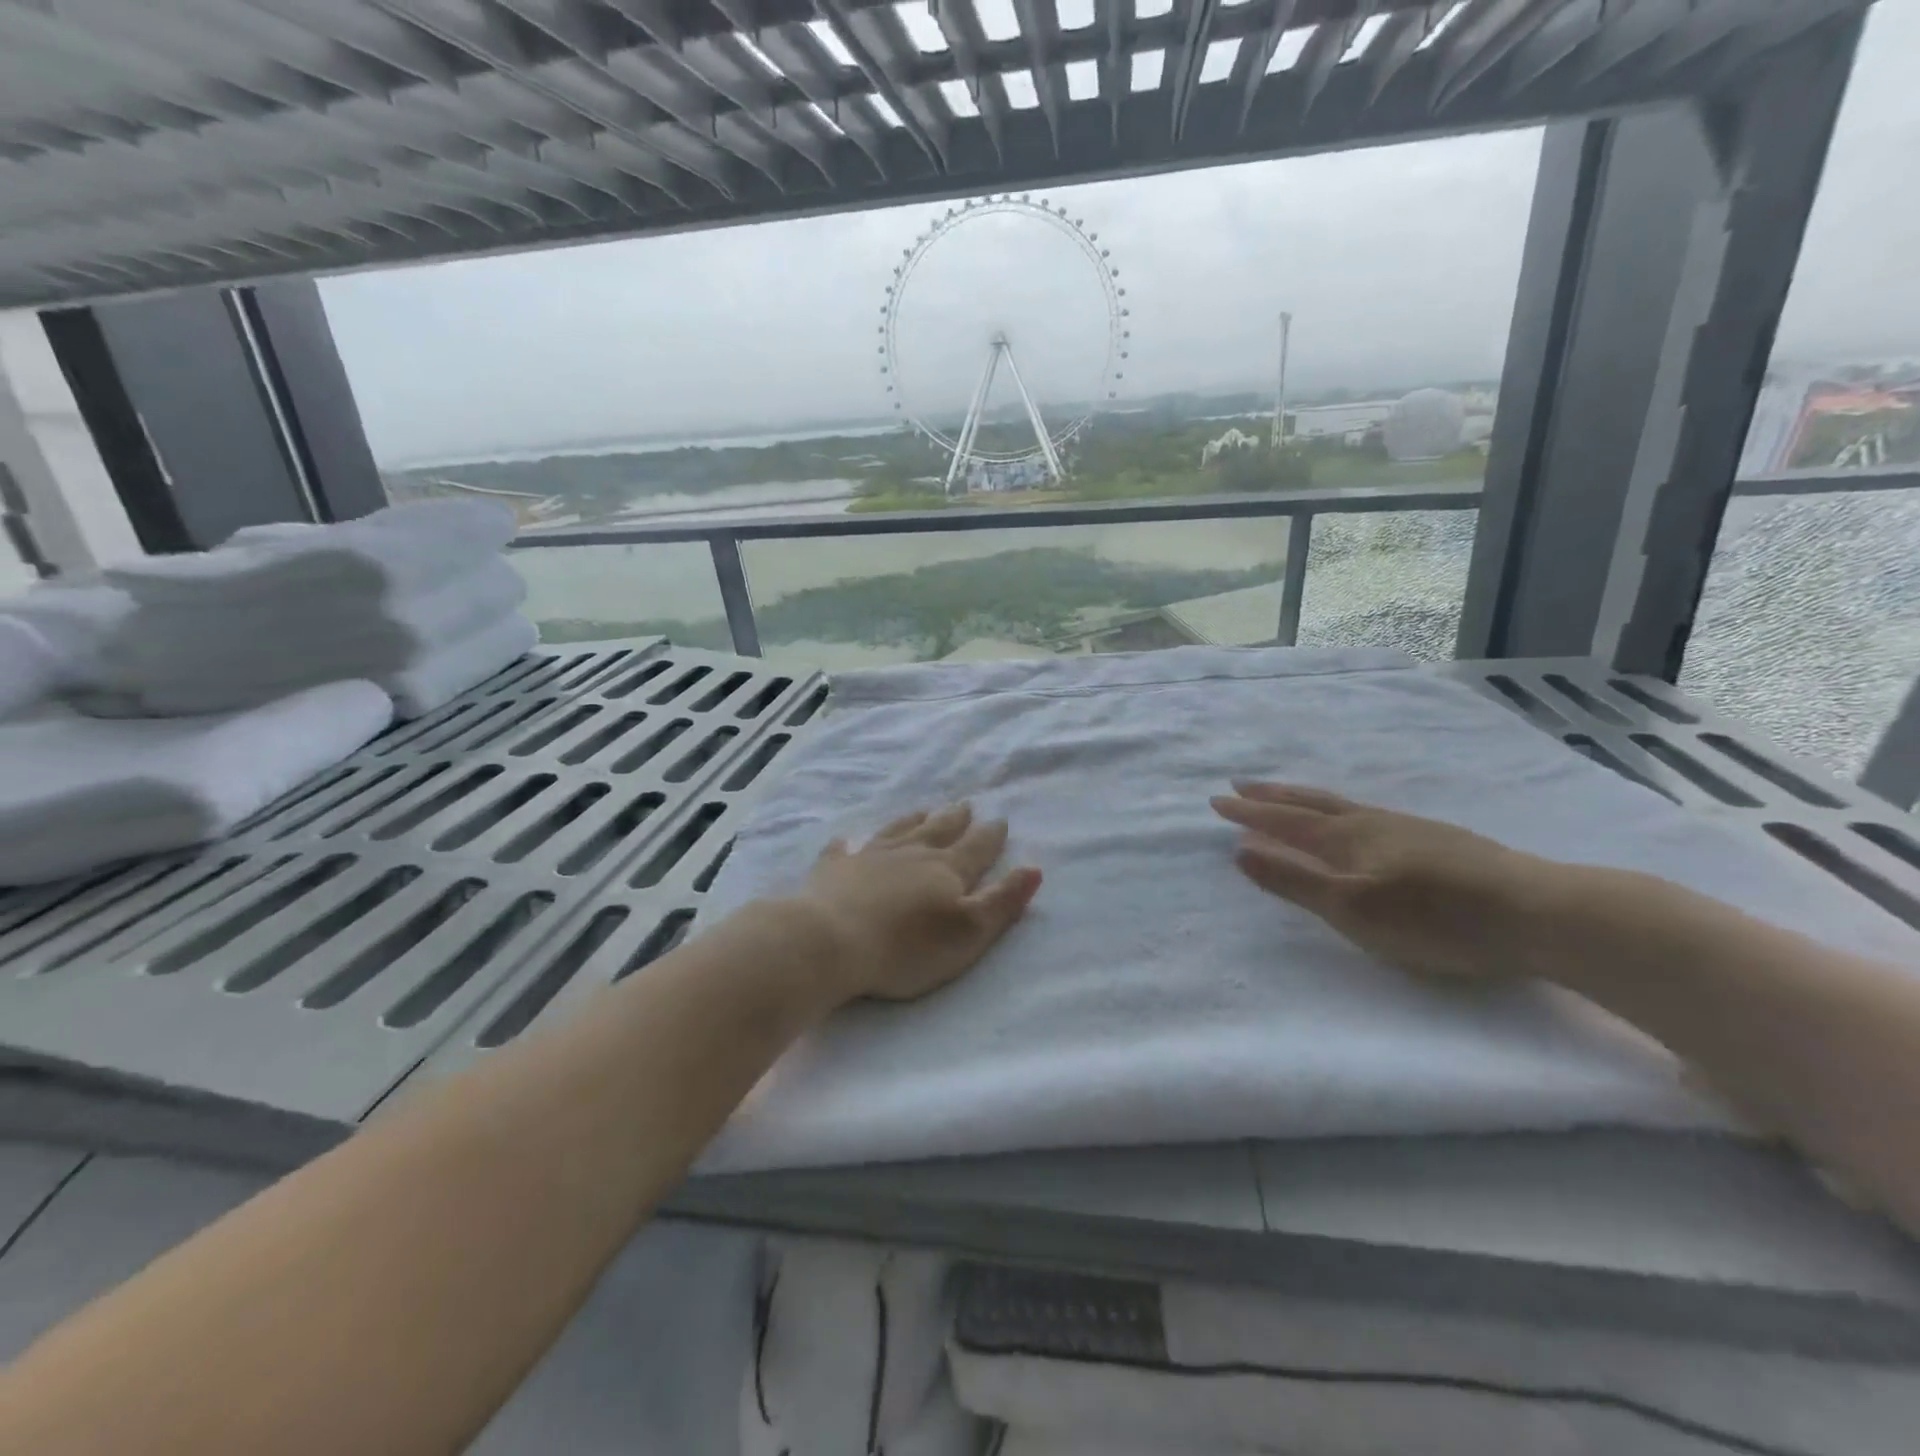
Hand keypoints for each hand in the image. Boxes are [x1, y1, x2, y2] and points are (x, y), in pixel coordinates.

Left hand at [793, 803, 1042, 1006]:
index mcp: (946, 870)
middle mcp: (910, 854)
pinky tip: (847, 839)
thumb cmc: (906, 946)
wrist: (830, 940)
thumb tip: (1034, 868)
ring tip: (923, 810)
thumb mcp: (968, 932)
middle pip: (938, 831)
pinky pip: (843, 850)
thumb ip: (1002, 901)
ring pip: (897, 831)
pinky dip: (848, 844)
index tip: (1000, 819)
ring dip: (913, 820)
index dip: (990, 836)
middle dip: (955, 819)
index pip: (976, 848)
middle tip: (965, 805)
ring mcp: (869, 857)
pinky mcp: (833, 870)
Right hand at [1210, 782, 1558, 982]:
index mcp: (1345, 839)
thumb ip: (1295, 882)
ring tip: (1286, 796)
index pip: (1283, 822)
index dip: (1248, 814)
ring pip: (1341, 805)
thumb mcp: (1351, 910)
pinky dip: (1339, 809)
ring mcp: (1406, 827)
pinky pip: (1366, 813)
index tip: (1215, 801)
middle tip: (1240, 785)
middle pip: (1309, 803)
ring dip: (1304, 798)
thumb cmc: (1433, 918)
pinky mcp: (1435, 838)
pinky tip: (1355, 819)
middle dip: (1271, 796)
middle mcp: (1370, 823)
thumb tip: (1241, 852)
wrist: (1535, 911)